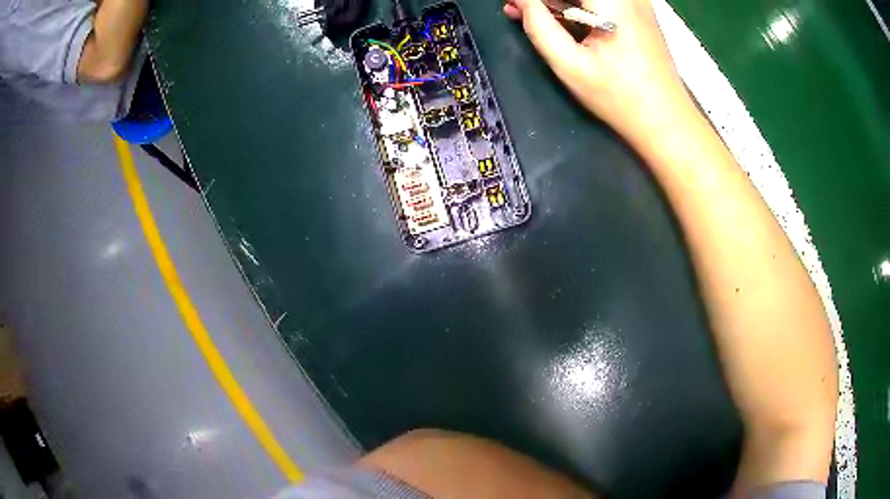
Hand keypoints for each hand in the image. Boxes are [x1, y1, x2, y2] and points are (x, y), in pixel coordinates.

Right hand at [503, 0, 690, 142]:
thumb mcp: (570, 64)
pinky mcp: (639, 10)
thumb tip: (520, 0)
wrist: (667, 121)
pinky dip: (577, 6)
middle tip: (516, 9)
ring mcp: (636, 1)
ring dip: (558, 1)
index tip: (512, 4)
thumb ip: (538, 25)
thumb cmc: (619, 98)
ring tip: (530, 15)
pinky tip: (559, 18)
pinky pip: (601, 1)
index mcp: (611, 1)